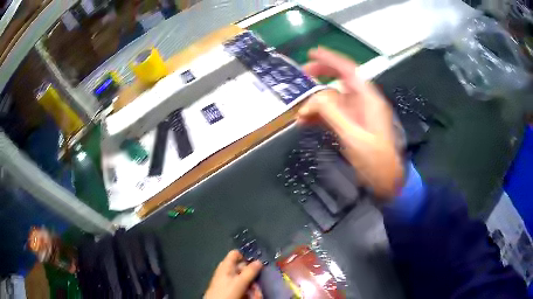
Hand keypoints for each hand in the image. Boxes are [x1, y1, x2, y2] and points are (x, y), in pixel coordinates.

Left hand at [204, 250, 262, 298]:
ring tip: (254, 294)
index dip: (247, 257)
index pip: (236, 254)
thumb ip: (250, 271)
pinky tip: (250, 297)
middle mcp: (226, 271)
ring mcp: (228, 281)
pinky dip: (247, 291)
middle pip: (243, 268)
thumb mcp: (240, 282)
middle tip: (256, 285)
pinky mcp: (229, 289)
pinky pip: (242, 287)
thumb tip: (259, 261)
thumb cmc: (226, 292)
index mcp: (226, 265)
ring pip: (244, 279)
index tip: (257, 264)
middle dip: (252, 276)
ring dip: (252, 286)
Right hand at [298, 47, 403, 199]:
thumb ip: (333, 114)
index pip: (349, 71)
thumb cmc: (376, 160)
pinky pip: (334, 114)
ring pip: (334, 99)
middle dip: (320, 78)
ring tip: (300, 113)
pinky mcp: (353, 125)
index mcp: (369, 99)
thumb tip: (314, 98)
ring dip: (316, 103)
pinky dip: (320, 115)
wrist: (386, 181)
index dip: (331, 60)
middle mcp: (363, 102)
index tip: (312, 53)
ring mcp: (358, 114)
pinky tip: (307, 122)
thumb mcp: (354, 136)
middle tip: (301, 79)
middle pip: (340, 81)